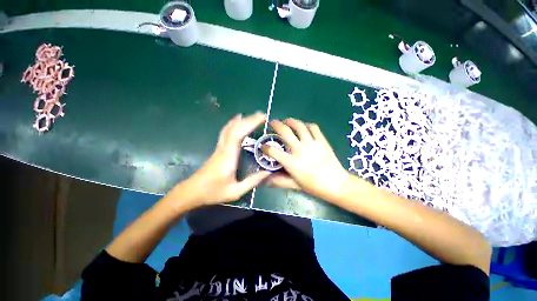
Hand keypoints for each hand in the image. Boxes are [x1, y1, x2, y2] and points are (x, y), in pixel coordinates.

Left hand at [168, 113, 270, 207]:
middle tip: (262, 115)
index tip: (262, 118)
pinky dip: (232, 124)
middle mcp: (223, 149)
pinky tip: (236, 121)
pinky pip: (225, 132)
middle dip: (249, 120)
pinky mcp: (218, 149)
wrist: (192, 192)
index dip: (250, 124)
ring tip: (252, 116)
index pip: (239, 134)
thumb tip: (268, 172)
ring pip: (229, 129)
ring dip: (241, 120)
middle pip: (235, 128)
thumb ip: (252, 182)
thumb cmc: (213, 192)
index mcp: (228, 157)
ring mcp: (219, 148)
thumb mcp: (235, 191)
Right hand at [262, 118, 350, 200]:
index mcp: (292, 162)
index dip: (265, 147)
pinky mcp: (322, 140)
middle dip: (276, 125)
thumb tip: (264, 180)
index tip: (263, 146)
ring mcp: (312, 143)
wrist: (336, 184)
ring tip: (286, 121)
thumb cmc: (314, 186)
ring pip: (299, 126)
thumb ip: (278, 181)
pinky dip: (306, 125)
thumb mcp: (294, 185)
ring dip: (290, 121)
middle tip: (272, 123)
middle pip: (285, 132)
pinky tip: (303, 127)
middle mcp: (300, 150)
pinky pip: (313, 127)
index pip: (273, 151)